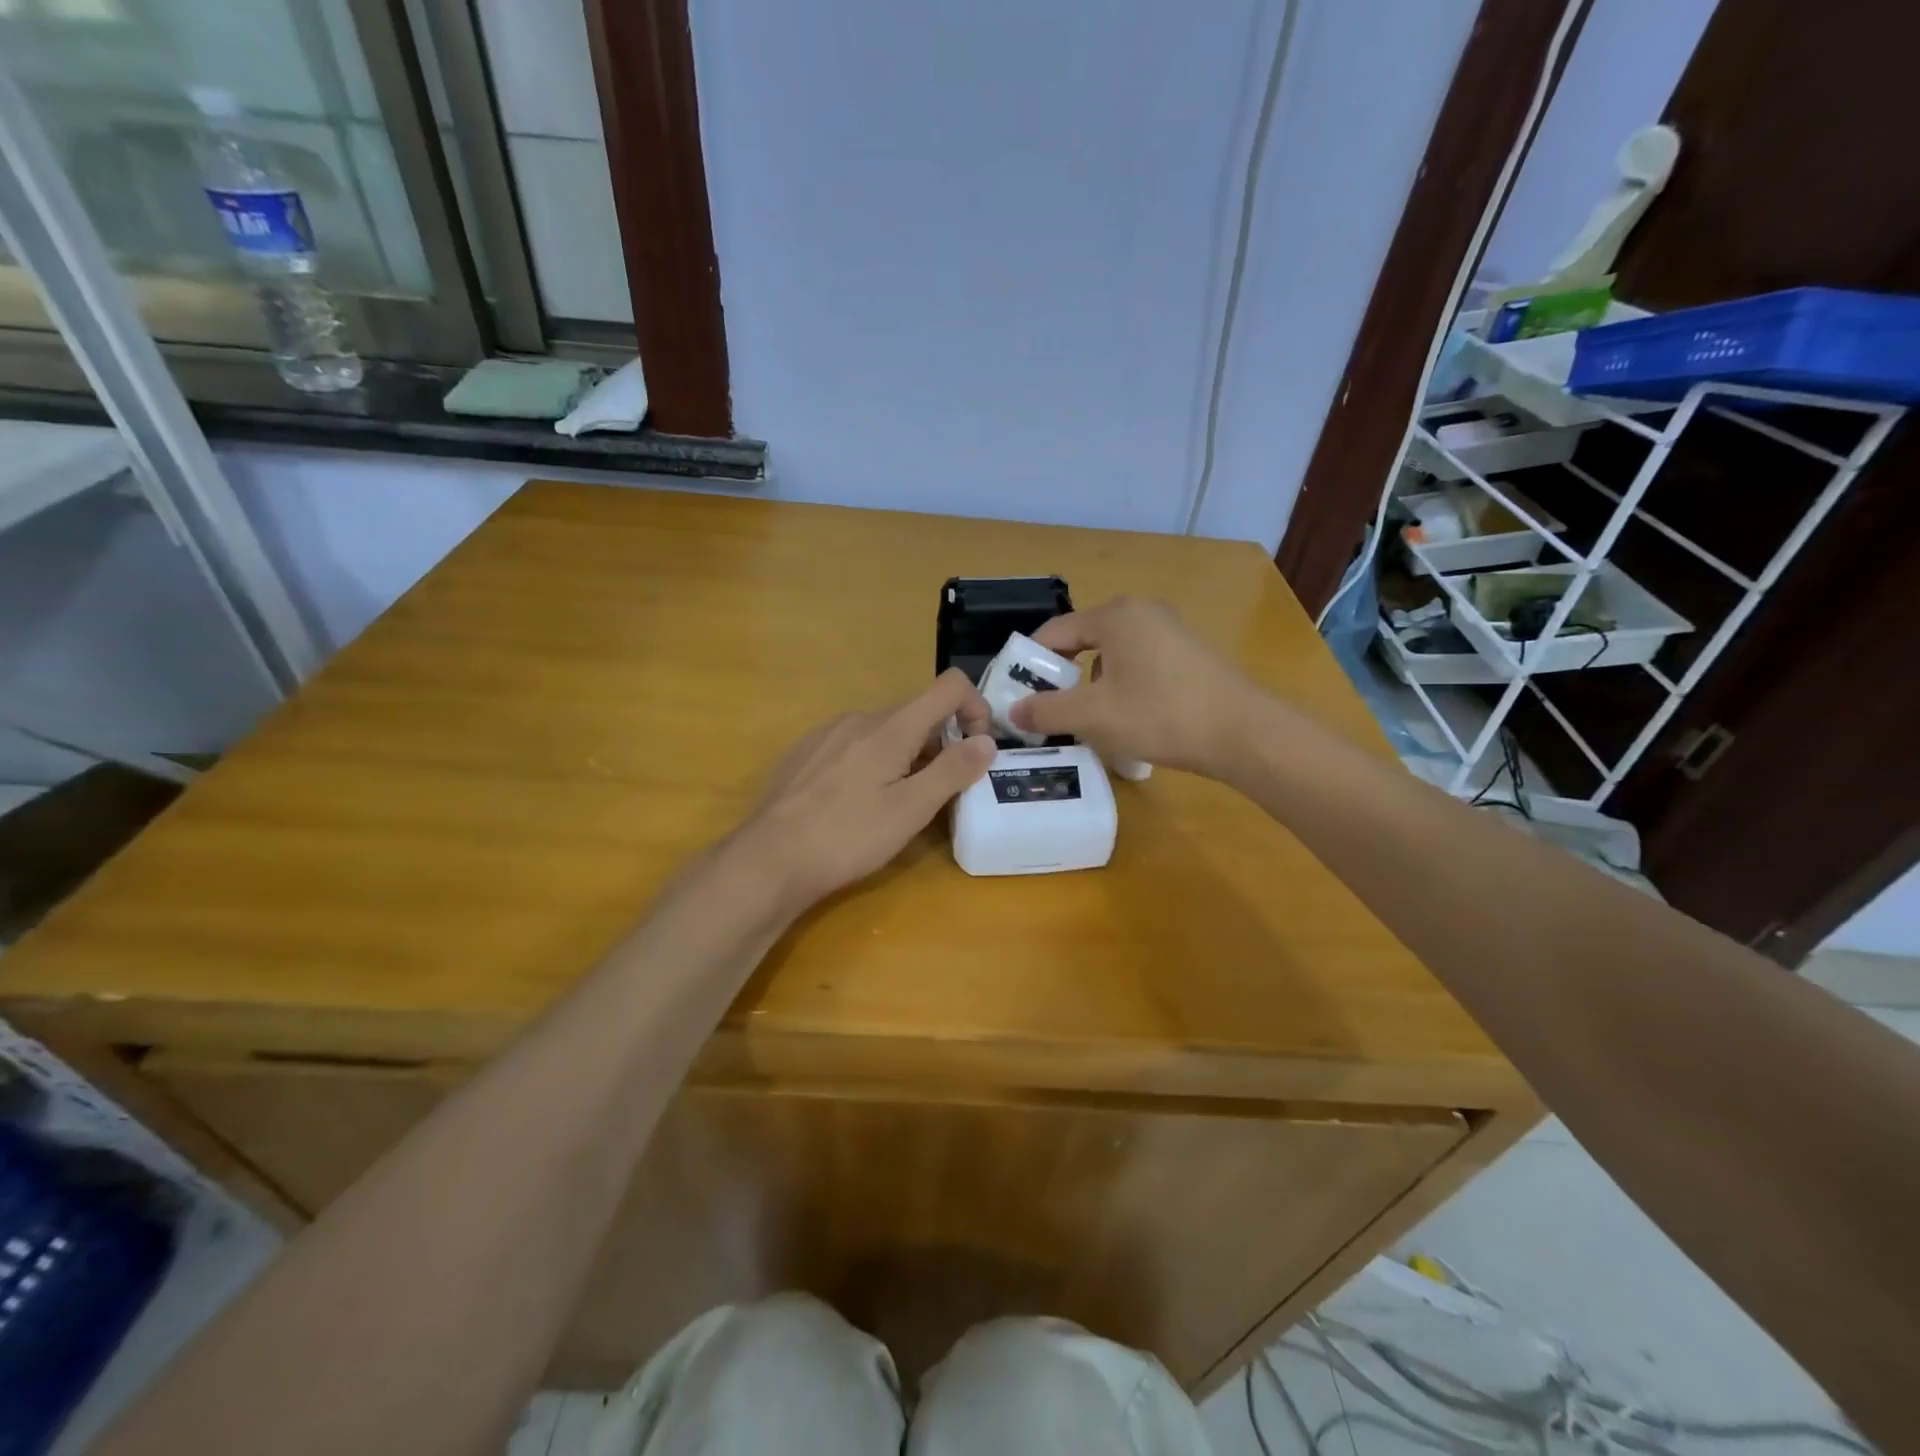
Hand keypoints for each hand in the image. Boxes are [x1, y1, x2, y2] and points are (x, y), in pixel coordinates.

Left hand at [736, 668, 996, 912]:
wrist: (769, 859)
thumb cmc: (848, 836)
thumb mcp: (911, 810)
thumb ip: (953, 770)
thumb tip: (987, 740)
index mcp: (891, 727)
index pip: (949, 686)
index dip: (975, 709)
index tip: (976, 751)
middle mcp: (859, 718)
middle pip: (917, 714)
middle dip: (941, 745)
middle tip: (938, 795)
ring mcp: (827, 734)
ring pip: (885, 733)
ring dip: (906, 757)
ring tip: (896, 806)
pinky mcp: (805, 753)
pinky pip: (854, 746)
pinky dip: (873, 764)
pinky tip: (855, 805)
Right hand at [1008, 596, 1261, 775]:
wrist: (1244, 734)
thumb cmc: (1161, 715)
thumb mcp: (1094, 716)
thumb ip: (1047, 710)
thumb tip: (1013, 710)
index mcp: (1115, 615)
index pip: (1054, 632)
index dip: (1030, 664)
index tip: (1016, 696)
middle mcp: (1142, 612)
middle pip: (1083, 642)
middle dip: (1062, 678)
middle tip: (1049, 712)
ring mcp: (1170, 631)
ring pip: (1112, 656)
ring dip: (1093, 686)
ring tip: (1088, 722)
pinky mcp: (1189, 654)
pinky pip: (1139, 665)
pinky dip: (1123, 688)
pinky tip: (1129, 720)